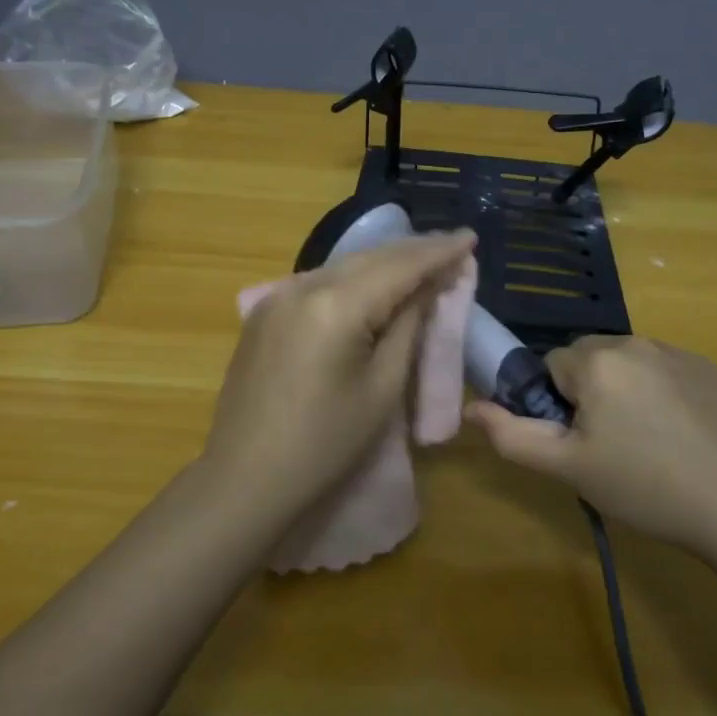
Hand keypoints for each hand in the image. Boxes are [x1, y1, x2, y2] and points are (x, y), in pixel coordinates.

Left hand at [201, 231, 476, 518]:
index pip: (399, 266)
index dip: (439, 252)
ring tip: (421, 262)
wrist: (246, 478)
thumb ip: (407, 326)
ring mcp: (276, 297)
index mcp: (335, 304)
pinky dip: (353, 279)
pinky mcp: (264, 313)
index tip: (470, 237)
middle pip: (369, 258)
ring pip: (343, 267)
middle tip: (452, 249)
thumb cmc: (326, 444)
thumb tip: (427, 287)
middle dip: (413, 252)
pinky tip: (372, 284)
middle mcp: (302, 286)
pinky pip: (319, 283)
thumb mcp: (382, 387)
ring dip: (383, 263)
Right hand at [466, 335, 716, 557]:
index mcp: (596, 361)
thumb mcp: (568, 468)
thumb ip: (511, 436)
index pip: (551, 366)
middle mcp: (634, 342)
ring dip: (622, 390)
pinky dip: (657, 392)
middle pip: (587, 359)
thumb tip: (471, 409)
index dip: (556, 404)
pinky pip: (662, 369)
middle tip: (607, 445)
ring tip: (644, 443)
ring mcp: (676, 352)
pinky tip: (677, 435)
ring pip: (625, 363)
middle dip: (587, 392)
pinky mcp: (707, 368)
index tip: (577, 441)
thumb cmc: (644, 486)